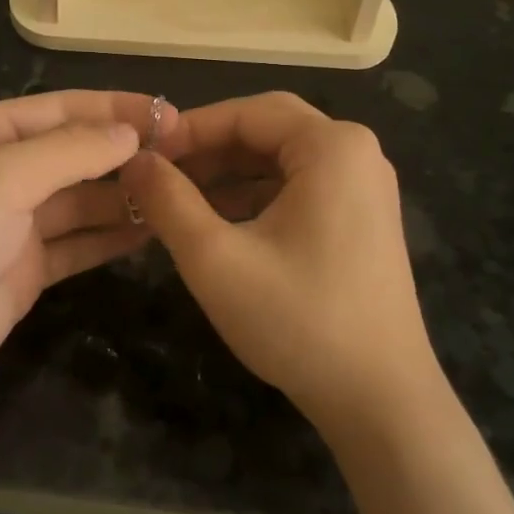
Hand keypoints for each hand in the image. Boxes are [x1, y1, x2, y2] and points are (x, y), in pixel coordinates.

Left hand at [0, 91, 177, 431]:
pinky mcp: (25, 271)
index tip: (178, 118)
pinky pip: (79, 243)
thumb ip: (69, 152)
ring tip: (186, 196)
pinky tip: (154, 233)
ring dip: (128, 196)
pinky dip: (113, 237)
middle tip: (194, 160)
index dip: (120, 110)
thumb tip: (130, 133)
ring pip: (85, 200)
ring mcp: (14, 225)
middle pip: (78, 153)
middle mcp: (2, 171)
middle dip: (129, 153)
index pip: (66, 108)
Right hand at [121, 92, 439, 436]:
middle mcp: (357, 154)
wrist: (381, 401)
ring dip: (228, 174)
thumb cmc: (298, 321)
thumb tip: (133, 161)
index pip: (247, 112)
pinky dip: (255, 197)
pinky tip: (218, 223)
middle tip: (159, 173)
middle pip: (267, 129)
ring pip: (280, 160)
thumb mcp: (215, 258)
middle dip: (209, 149)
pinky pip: (299, 188)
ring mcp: (365, 188)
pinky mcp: (362, 221)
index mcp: (333, 147)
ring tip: (177, 200)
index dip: (188, 129)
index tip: (143, 155)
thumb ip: (167, 200)